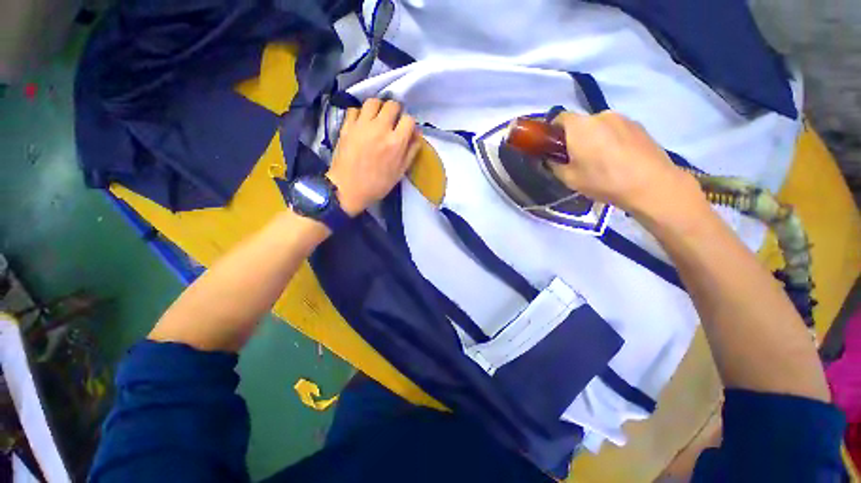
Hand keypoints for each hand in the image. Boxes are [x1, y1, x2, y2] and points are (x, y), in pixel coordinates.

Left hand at [327, 98, 420, 215]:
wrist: (349, 189)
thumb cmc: (378, 184)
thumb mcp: (400, 172)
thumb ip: (411, 152)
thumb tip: (417, 135)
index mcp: (396, 142)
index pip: (409, 119)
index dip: (409, 124)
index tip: (406, 130)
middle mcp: (380, 128)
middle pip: (392, 105)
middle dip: (396, 111)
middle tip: (393, 121)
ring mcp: (362, 125)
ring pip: (373, 101)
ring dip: (378, 107)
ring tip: (377, 117)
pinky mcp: (347, 126)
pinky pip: (354, 109)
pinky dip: (360, 113)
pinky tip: (362, 122)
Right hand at [549, 111, 702, 217]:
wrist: (650, 184)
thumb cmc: (603, 180)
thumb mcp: (569, 179)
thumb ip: (555, 165)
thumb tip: (551, 159)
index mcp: (579, 126)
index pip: (559, 118)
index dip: (553, 131)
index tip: (553, 147)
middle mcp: (600, 115)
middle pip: (581, 122)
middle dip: (575, 137)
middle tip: (576, 158)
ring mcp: (623, 118)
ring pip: (599, 126)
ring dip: (594, 138)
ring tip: (600, 159)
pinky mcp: (639, 125)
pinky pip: (616, 129)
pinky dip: (612, 139)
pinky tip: (617, 158)